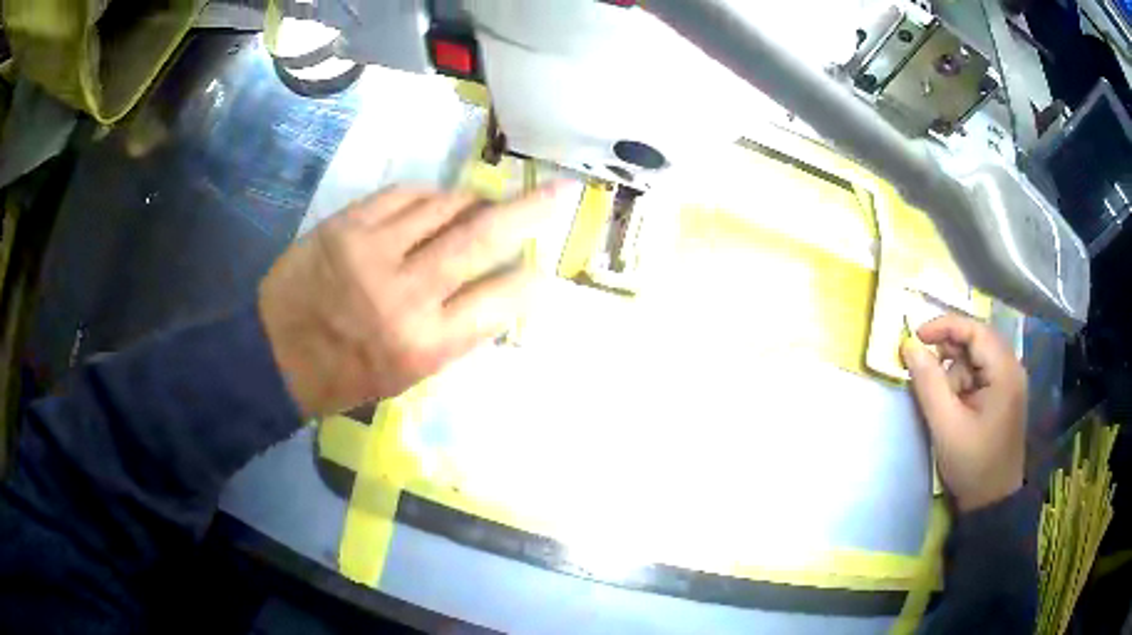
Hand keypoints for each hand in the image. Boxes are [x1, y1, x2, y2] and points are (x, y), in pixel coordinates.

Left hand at [258, 185, 557, 417]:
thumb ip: (457, 332)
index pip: (501, 300)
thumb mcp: (410, 374)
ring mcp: (372, 252)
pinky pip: (404, 194)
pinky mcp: (346, 225)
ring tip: (481, 205)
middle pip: (481, 238)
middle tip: (561, 190)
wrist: (276, 354)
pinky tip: (435, 202)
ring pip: (444, 206)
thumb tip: (498, 290)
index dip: (530, 279)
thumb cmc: (346, 376)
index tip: (542, 268)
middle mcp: (406, 294)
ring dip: (472, 202)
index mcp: (427, 344)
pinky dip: (429, 195)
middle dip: (529, 211)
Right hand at [901, 314, 1027, 512]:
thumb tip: (909, 346)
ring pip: (977, 358)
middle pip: (977, 341)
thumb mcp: (946, 426)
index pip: (975, 330)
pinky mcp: (1005, 394)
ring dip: (955, 371)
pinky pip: (981, 373)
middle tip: (924, 369)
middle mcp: (1012, 368)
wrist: (992, 501)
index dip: (945, 326)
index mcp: (1004, 372)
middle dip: (949, 352)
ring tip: (944, 403)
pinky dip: (963, 382)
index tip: (916, 336)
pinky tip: (955, 405)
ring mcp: (1010, 382)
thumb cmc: (972, 464)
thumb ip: (928, 384)